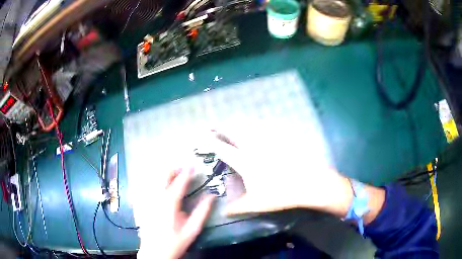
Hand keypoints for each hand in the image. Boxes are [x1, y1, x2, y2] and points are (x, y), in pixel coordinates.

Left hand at [137, 168, 213, 258]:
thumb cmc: (175, 242)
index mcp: (169, 204)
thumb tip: (211, 197)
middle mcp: (156, 198)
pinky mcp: (142, 203)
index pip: (179, 183)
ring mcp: (147, 199)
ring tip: (174, 175)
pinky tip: (161, 184)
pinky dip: (155, 181)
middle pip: (163, 176)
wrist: (154, 252)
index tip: (193, 165)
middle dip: (173, 169)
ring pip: (154, 178)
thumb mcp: (192, 230)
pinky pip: (147, 186)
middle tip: (183, 169)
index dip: (186, 172)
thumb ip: (202, 212)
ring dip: (165, 173)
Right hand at [210, 131, 354, 216]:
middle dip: (220, 126)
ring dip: (237, 123)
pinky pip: (267, 127)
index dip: (209, 141)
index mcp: (245, 162)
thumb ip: (237, 207)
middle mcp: (254, 147)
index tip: (200, 134)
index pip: (222, 149)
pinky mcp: (282, 138)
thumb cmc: (280, 194)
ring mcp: (269, 141)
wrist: (308, 183)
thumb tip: (223, 212)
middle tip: (211, 124)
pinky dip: (259, 124)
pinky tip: (259, 124)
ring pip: (249, 126)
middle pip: (234, 131)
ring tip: (231, 122)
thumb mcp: (256, 204)